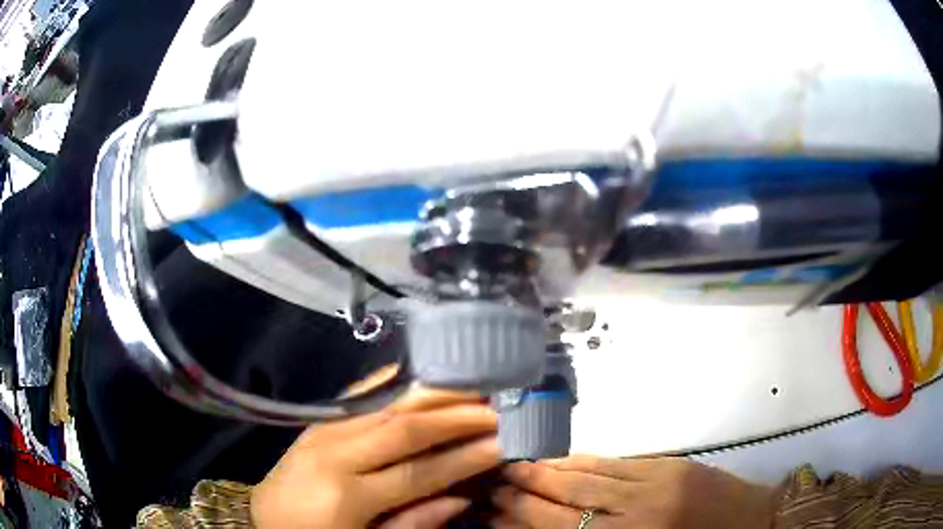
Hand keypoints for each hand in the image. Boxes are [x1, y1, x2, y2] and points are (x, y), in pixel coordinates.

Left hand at [251, 389, 499, 528]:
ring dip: (432, 394)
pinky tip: (422, 374)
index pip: (417, 471)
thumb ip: (416, 522)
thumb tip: (463, 495)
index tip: (503, 442)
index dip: (464, 457)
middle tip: (497, 405)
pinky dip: (395, 382)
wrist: (263, 518)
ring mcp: (321, 430)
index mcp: (346, 497)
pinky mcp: (317, 420)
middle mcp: (333, 455)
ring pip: (385, 403)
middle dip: (456, 415)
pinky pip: (360, 395)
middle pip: (404, 427)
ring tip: (472, 386)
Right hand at [492, 455, 774, 528]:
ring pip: (590, 476)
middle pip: (569, 501)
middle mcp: (637, 516)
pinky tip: (566, 459)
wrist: (752, 523)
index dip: (523, 519)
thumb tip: (552, 527)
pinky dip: (586, 461)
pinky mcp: (671, 466)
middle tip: (495, 480)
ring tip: (519, 466)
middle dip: (528, 491)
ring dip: (551, 471)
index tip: (493, 509)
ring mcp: (656, 485)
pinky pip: (618, 462)